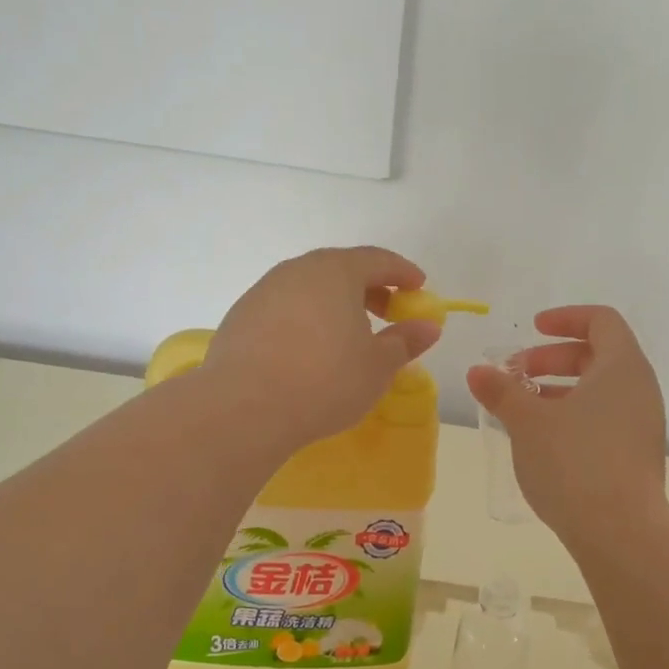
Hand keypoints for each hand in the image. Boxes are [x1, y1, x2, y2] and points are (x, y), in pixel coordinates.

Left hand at [205, 247, 441, 450]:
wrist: (245, 408)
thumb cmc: (325, 381)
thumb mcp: (377, 366)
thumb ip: (405, 341)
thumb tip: (428, 326)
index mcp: (335, 272)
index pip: (377, 259)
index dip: (402, 272)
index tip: (418, 288)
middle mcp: (297, 271)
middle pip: (340, 269)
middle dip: (369, 288)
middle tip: (387, 312)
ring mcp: (263, 291)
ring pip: (309, 288)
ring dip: (334, 304)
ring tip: (348, 334)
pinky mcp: (240, 317)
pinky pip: (285, 308)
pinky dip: (306, 319)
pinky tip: (310, 350)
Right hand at [466, 305, 668, 548]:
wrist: (621, 532)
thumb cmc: (574, 463)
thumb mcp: (527, 423)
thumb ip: (502, 391)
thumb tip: (477, 372)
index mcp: (622, 366)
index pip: (601, 320)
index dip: (565, 318)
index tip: (532, 330)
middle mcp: (640, 389)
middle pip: (597, 355)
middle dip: (552, 359)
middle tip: (515, 374)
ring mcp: (643, 424)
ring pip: (599, 391)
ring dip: (559, 390)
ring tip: (522, 410)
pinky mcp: (637, 455)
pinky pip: (604, 418)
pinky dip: (574, 416)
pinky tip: (543, 441)